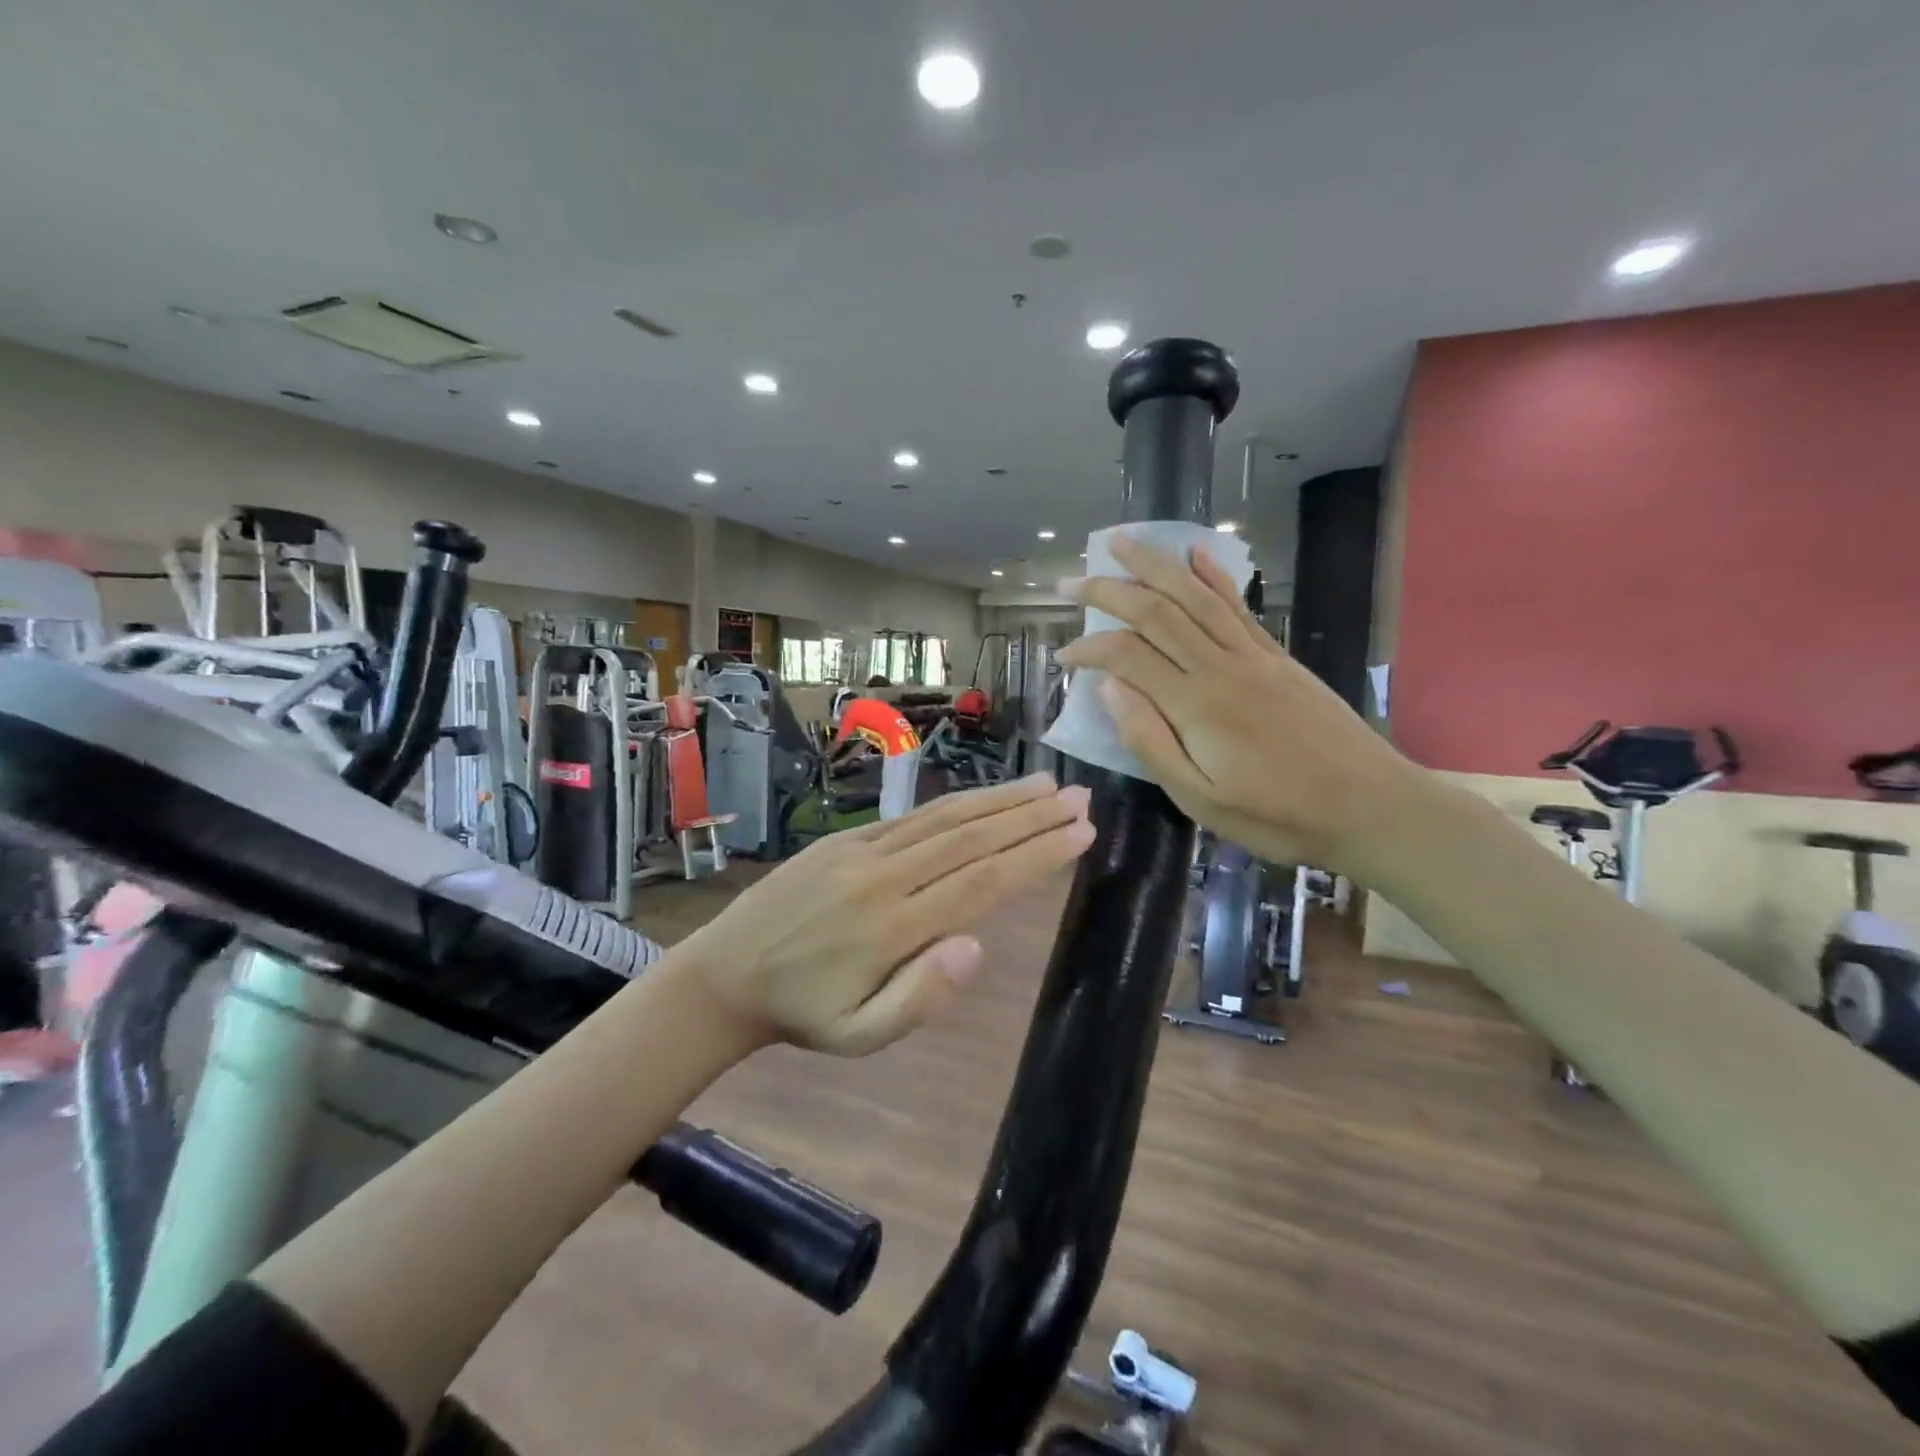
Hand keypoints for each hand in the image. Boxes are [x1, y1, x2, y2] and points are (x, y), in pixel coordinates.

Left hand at [681, 773, 1094, 1055]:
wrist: (725, 973)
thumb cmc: (803, 1014)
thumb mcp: (858, 1037)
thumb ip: (919, 997)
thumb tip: (976, 945)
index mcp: (893, 928)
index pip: (981, 883)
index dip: (1035, 855)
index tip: (1080, 832)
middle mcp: (884, 877)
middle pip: (971, 838)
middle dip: (1031, 817)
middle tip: (1082, 797)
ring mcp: (863, 851)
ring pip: (944, 818)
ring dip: (1000, 800)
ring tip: (1047, 786)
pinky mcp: (846, 839)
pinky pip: (912, 816)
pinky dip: (957, 804)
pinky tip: (985, 798)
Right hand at [1055, 533, 1427, 878]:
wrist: (1370, 806)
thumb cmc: (1278, 815)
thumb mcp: (1201, 799)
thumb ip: (1150, 741)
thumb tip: (1108, 687)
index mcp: (1195, 705)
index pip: (1127, 656)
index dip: (1089, 649)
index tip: (1062, 657)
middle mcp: (1221, 666)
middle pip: (1156, 612)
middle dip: (1107, 591)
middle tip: (1069, 583)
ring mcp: (1253, 656)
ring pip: (1194, 596)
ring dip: (1155, 564)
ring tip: (1121, 542)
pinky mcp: (1277, 657)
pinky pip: (1238, 606)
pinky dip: (1214, 576)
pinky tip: (1196, 553)